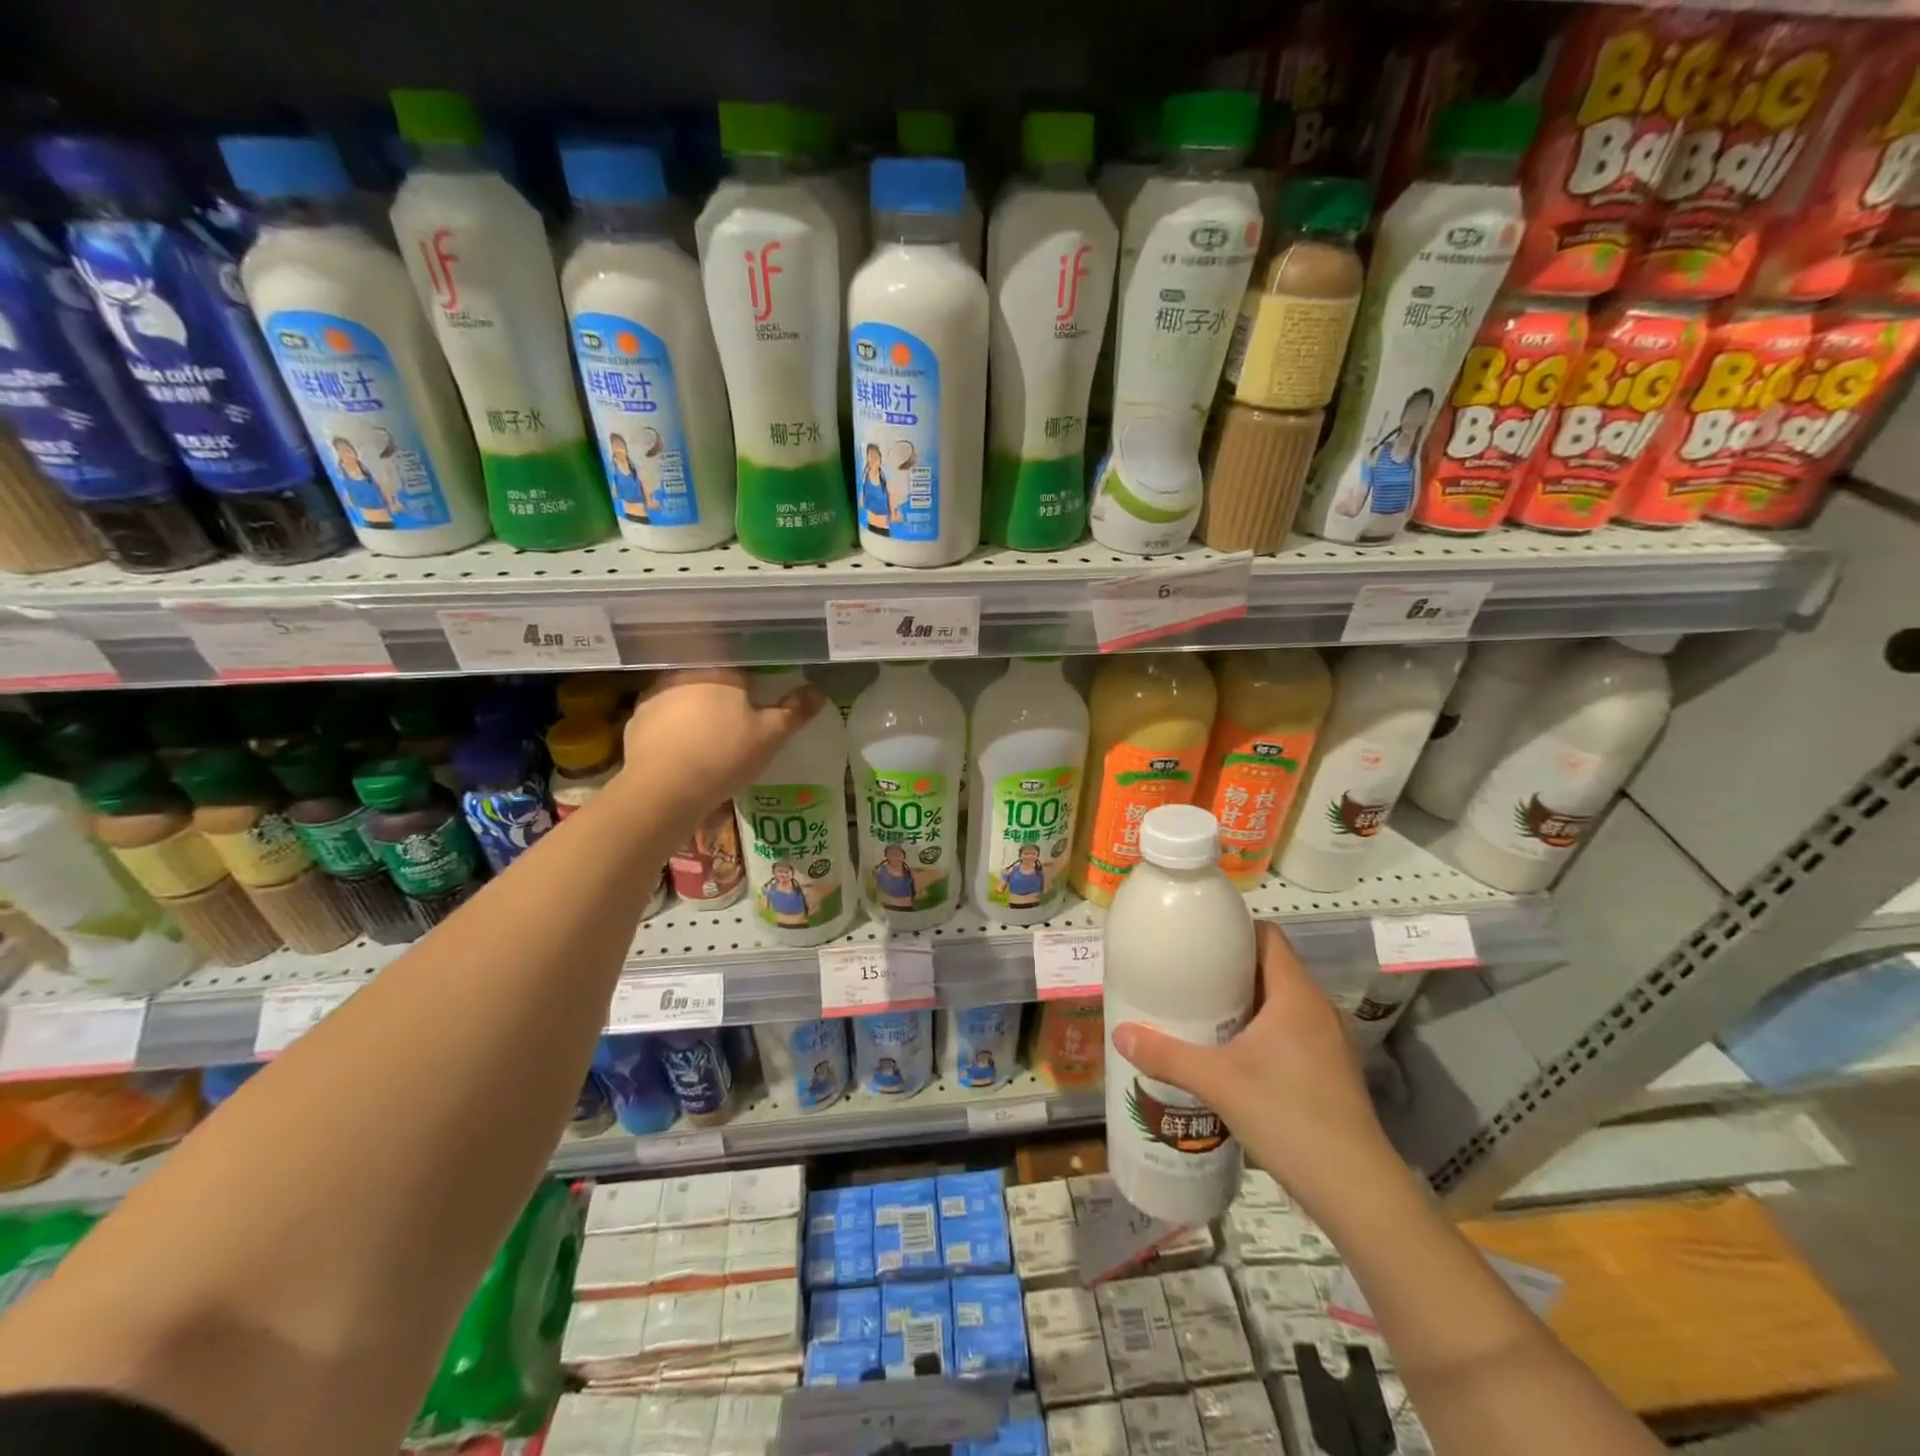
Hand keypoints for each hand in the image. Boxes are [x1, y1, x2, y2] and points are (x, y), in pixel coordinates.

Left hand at [621, 669, 824, 807]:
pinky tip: (682, 749)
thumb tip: (818, 690)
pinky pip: (663, 718)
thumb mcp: (771, 736)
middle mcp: (685, 673)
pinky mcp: (635, 720)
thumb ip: (795, 710)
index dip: (756, 685)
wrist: (664, 790)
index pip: (745, 667)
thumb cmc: (724, 756)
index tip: (761, 703)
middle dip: (724, 697)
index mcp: (721, 671)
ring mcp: (655, 695)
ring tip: (708, 737)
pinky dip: (674, 728)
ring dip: (696, 710)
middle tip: (737, 722)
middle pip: (713, 680)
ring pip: (685, 696)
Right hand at [1112, 922, 1398, 1218]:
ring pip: (1279, 1002)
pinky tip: (1230, 1054)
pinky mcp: (1329, 1071)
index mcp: (1296, 994)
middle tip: (1186, 976)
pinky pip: (1289, 1031)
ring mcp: (1328, 1041)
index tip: (1196, 938)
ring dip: (1243, 1002)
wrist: (1355, 1191)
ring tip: (1201, 1013)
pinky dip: (1259, 1030)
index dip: (1233, 930)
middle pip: (1269, 967)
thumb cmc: (1288, 1116)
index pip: (1267, 936)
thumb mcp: (1217, 1082)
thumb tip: (1120, 1033)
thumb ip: (1167, 1055)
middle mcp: (1317, 1008)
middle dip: (1228, 969)